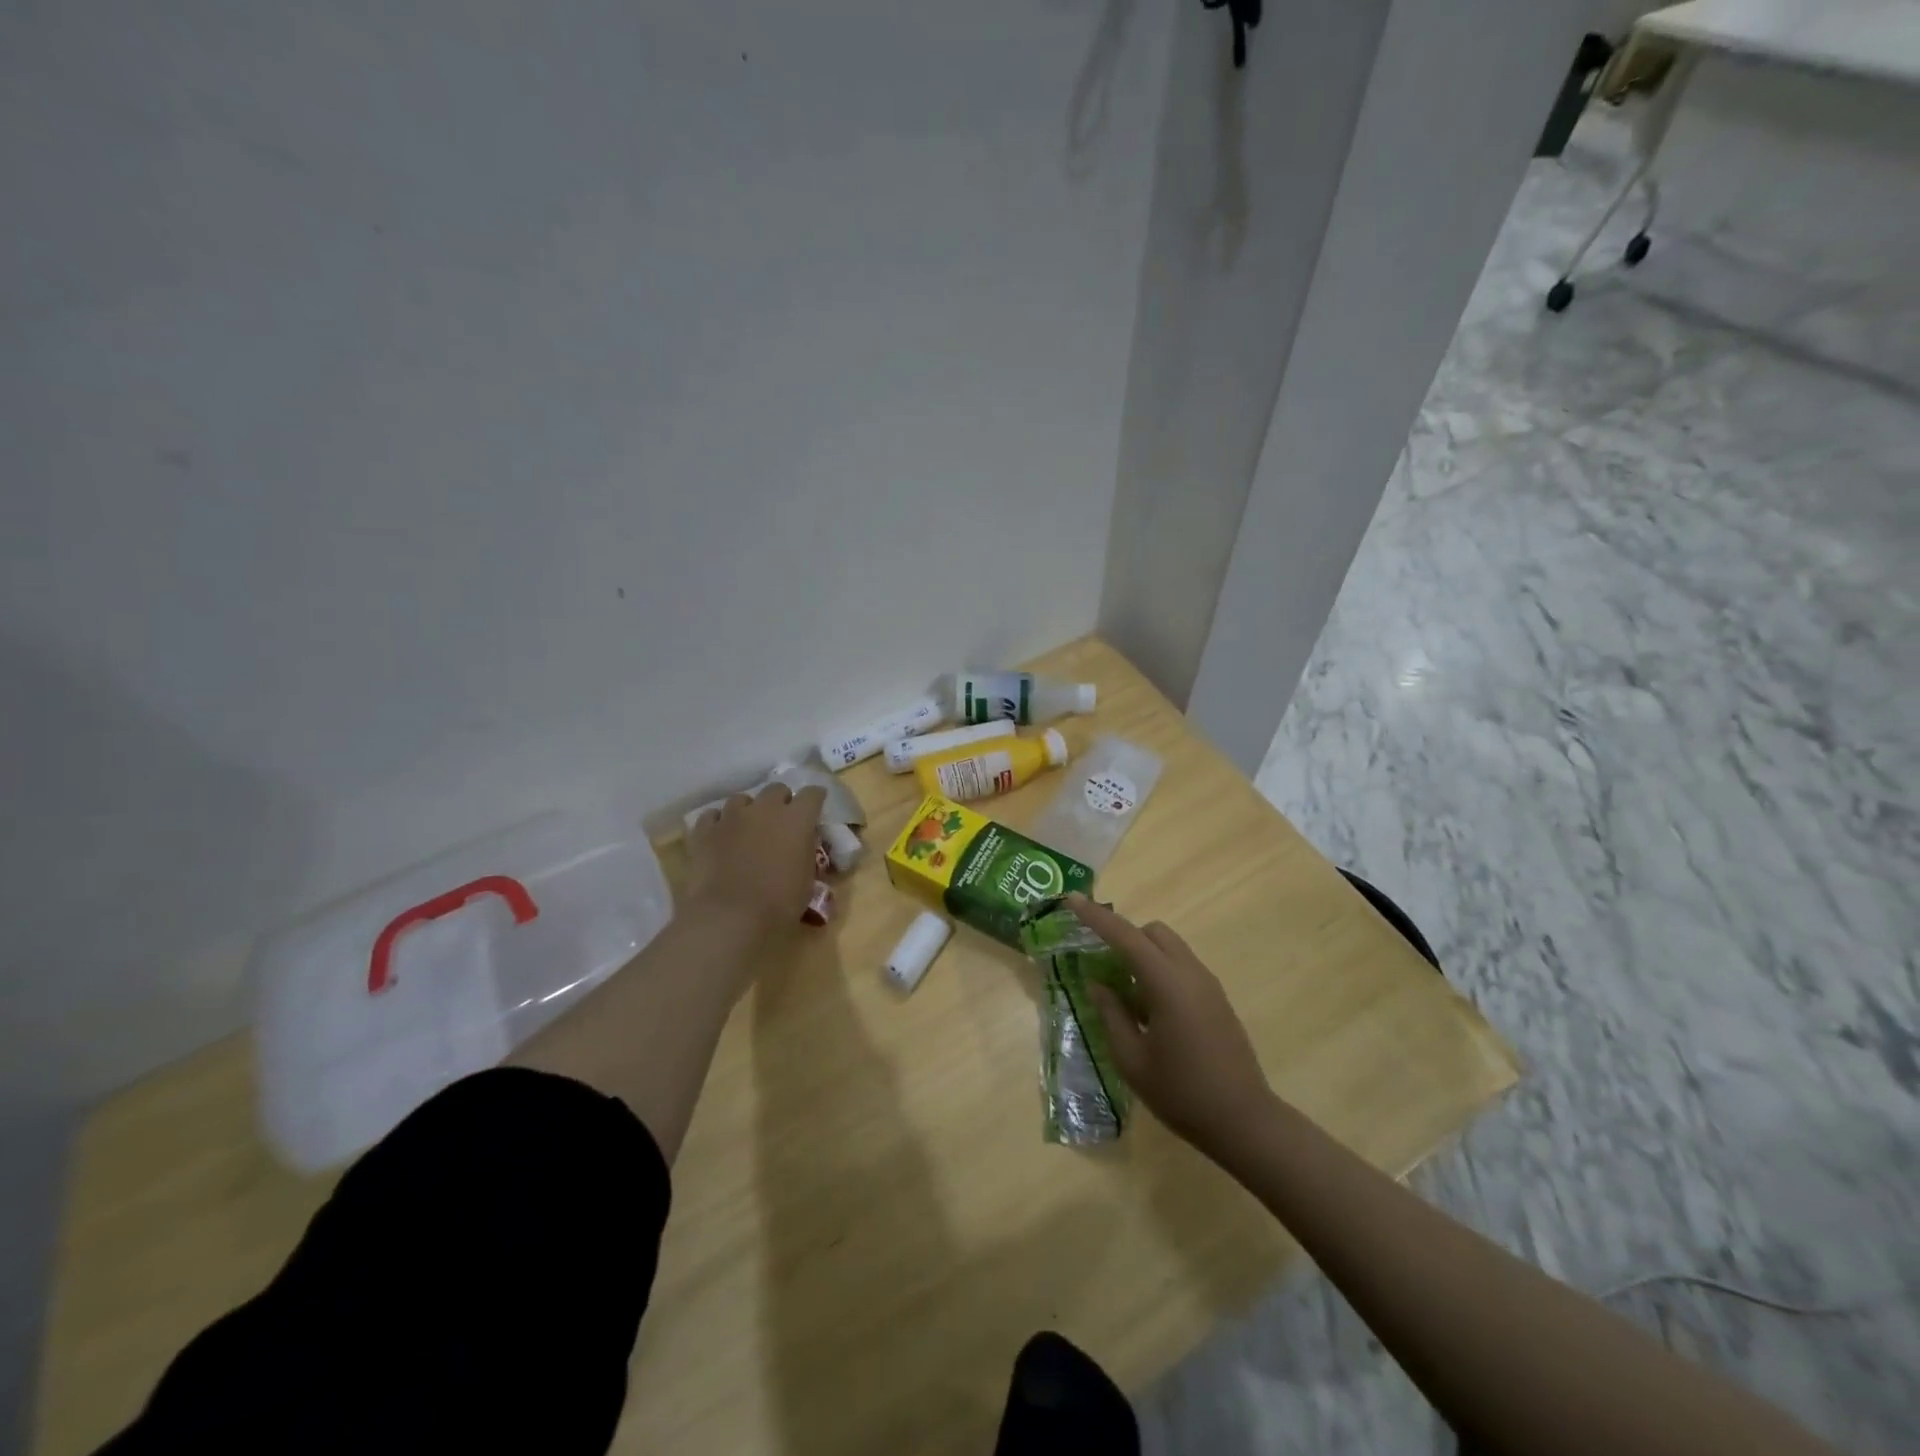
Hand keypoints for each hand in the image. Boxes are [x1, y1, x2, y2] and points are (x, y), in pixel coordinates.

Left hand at [685, 784, 826, 937]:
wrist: (730, 917)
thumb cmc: (778, 903)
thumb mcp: (807, 879)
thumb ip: (805, 852)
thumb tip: (802, 842)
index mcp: (797, 819)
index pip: (812, 794)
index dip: (815, 800)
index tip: (815, 810)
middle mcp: (765, 808)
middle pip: (776, 790)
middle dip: (781, 802)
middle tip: (781, 823)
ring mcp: (732, 816)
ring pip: (742, 799)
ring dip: (749, 811)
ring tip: (748, 829)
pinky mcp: (704, 830)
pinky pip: (712, 816)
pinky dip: (718, 823)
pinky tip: (720, 836)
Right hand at [1067, 894, 1276, 1168]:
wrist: (1244, 1122)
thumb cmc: (1182, 1093)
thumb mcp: (1132, 1060)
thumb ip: (1111, 1015)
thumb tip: (1098, 984)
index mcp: (1167, 984)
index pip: (1125, 936)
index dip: (1096, 917)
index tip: (1072, 899)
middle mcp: (1190, 973)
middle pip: (1152, 933)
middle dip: (1124, 937)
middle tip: (1102, 964)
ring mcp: (1208, 985)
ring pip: (1169, 948)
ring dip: (1143, 956)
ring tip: (1125, 995)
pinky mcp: (1217, 1000)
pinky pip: (1182, 968)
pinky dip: (1160, 972)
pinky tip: (1150, 1012)